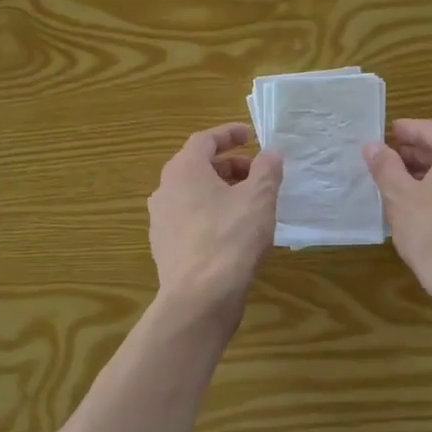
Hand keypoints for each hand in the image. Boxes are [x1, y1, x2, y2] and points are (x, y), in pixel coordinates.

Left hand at [148, 124, 283, 318]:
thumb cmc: (230, 238)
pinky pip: (191, 220)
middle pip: (197, 167)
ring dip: (221, 191)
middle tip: (257, 173)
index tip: (251, 135)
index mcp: (183, 170)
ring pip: (193, 195)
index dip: (229, 134)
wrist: (199, 297)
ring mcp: (161, 221)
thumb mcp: (259, 198)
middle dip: (229, 166)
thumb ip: (266, 170)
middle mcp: (165, 190)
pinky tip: (234, 232)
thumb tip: (270, 153)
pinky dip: (212, 215)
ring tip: (250, 202)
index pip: (204, 140)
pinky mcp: (166, 248)